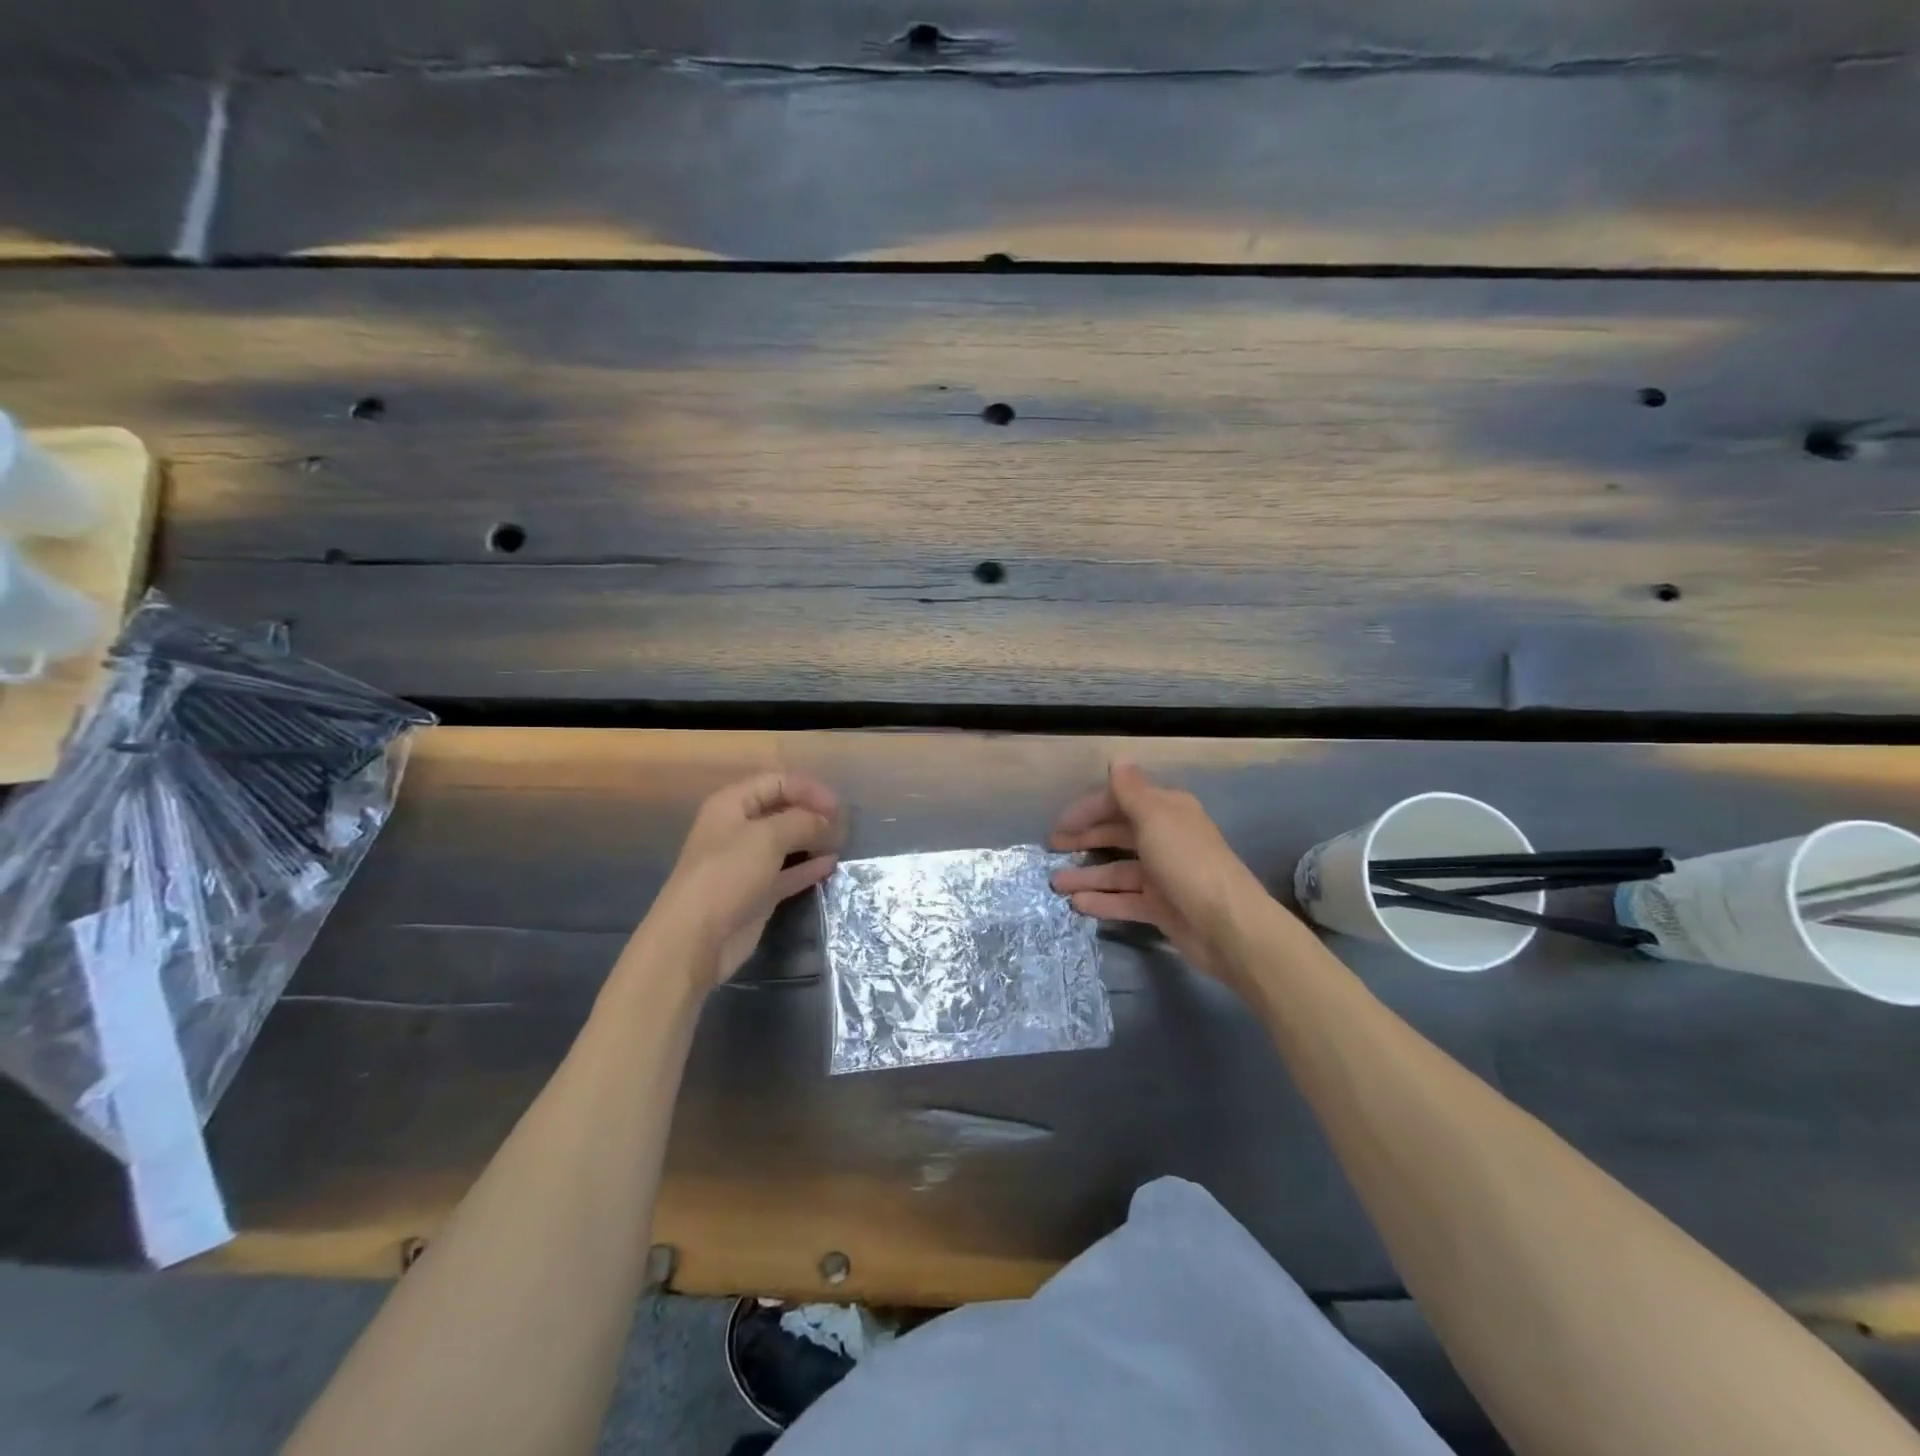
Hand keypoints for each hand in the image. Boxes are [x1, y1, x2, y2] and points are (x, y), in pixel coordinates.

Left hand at [642, 772, 845, 992]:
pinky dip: (808, 867)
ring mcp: (747, 863)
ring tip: (842, 843)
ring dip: (813, 840)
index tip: (837, 807)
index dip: (808, 789)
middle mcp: (738, 829)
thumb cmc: (727, 875)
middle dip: (813, 814)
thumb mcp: (767, 838)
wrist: (695, 938)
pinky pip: (788, 872)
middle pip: (783, 810)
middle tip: (843, 825)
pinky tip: (831, 865)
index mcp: (732, 805)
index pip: (777, 782)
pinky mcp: (757, 893)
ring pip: (787, 842)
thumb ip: (803, 821)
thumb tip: (828, 820)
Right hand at [1050, 762, 1276, 985]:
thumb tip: (1117, 759)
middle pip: (1117, 834)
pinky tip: (1077, 905)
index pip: (1120, 801)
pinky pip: (1125, 899)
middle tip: (1052, 849)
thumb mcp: (1154, 818)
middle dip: (1084, 839)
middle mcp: (1165, 838)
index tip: (1060, 824)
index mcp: (1166, 811)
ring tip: (1055, 883)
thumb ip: (1130, 791)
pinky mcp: (1161, 906)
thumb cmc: (1187, 862)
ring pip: (1117, 870)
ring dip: (1087, 875)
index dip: (1089, 809)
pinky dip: (1102, 900)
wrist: (1227, 925)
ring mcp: (1163, 875)